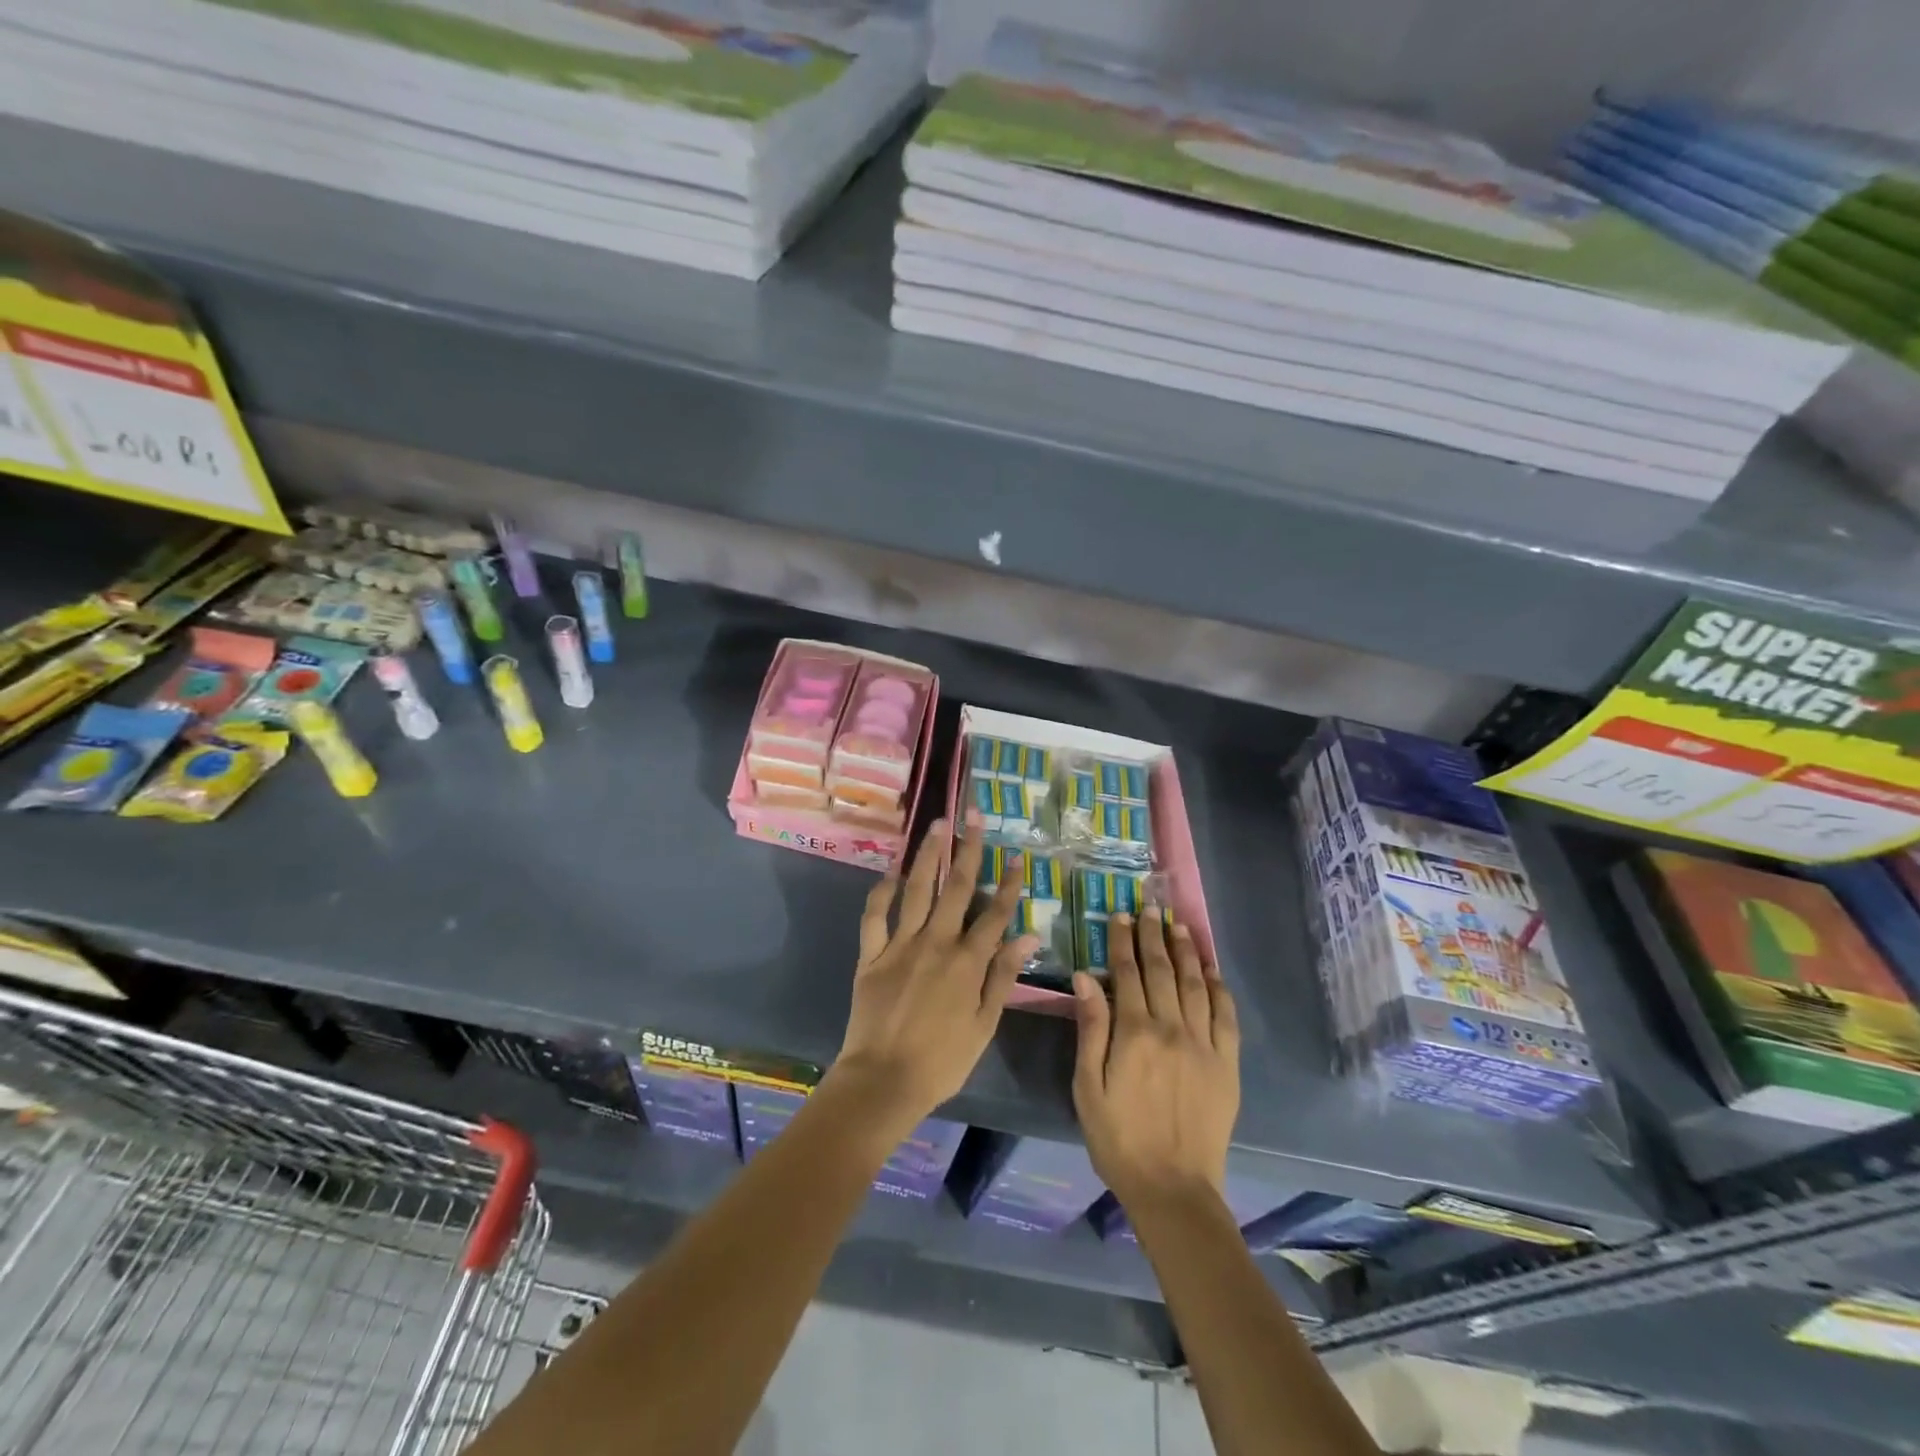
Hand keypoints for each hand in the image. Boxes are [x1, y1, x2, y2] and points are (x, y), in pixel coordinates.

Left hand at [832, 814, 1040, 1130]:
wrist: (883, 1081)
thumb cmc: (941, 1061)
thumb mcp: (984, 1024)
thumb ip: (1003, 976)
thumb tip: (1030, 936)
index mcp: (967, 962)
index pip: (995, 914)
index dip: (1009, 885)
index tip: (1017, 857)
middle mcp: (936, 942)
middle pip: (956, 888)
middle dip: (968, 849)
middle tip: (974, 816)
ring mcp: (900, 944)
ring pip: (917, 889)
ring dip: (928, 855)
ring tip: (937, 825)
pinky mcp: (871, 954)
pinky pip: (875, 915)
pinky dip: (882, 890)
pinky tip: (890, 871)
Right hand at [1072, 910, 1239, 1208]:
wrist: (1173, 1189)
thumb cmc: (1119, 1139)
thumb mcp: (1088, 1087)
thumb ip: (1090, 1029)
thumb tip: (1084, 978)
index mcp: (1134, 1033)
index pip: (1126, 974)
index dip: (1122, 941)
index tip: (1121, 915)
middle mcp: (1172, 1029)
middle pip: (1162, 971)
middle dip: (1153, 935)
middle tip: (1150, 906)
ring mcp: (1204, 1045)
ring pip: (1195, 985)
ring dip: (1186, 952)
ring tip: (1179, 924)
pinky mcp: (1226, 1064)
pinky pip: (1226, 1016)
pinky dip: (1219, 988)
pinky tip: (1212, 970)